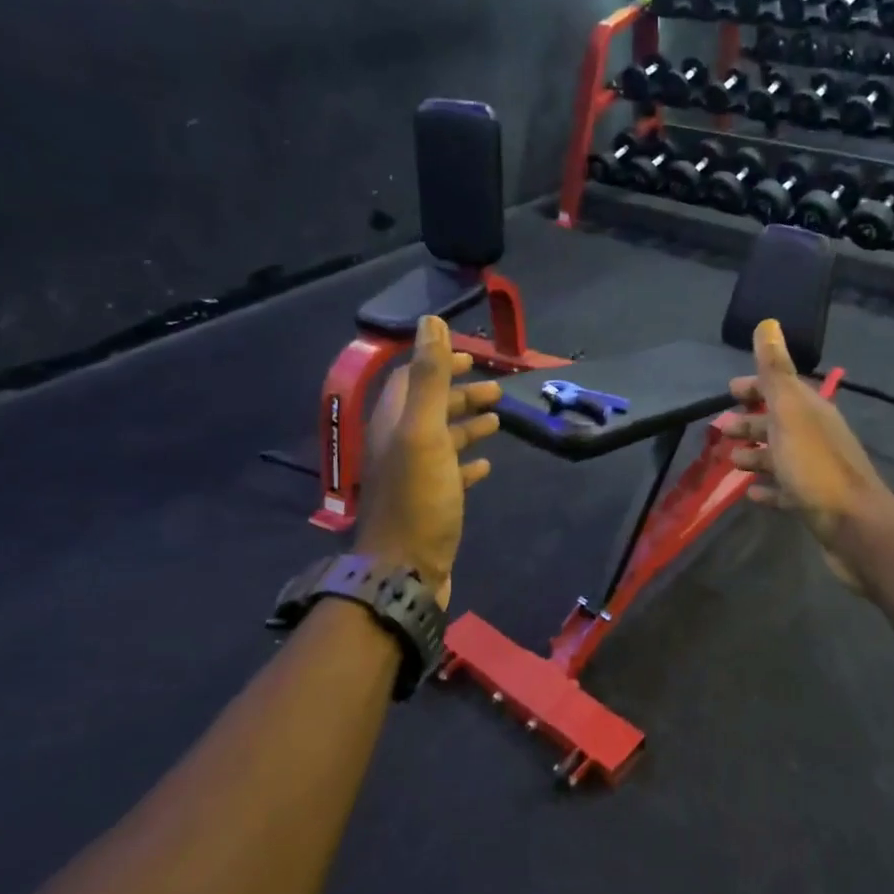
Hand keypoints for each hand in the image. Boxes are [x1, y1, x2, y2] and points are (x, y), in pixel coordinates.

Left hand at [355, 316, 501, 607]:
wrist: (404, 572)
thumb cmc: (418, 499)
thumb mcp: (424, 432)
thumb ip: (429, 377)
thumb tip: (429, 321)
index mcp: (394, 423)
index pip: (413, 378)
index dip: (440, 363)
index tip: (473, 356)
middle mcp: (400, 445)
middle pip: (430, 407)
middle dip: (460, 393)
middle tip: (495, 389)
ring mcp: (414, 476)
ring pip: (442, 439)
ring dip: (467, 424)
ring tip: (498, 419)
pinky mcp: (429, 503)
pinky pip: (450, 472)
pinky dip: (467, 461)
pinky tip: (486, 463)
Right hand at [723, 319, 892, 589]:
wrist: (854, 526)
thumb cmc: (814, 465)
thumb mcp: (789, 412)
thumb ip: (775, 371)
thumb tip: (768, 323)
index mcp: (810, 411)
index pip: (780, 388)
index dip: (755, 387)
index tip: (729, 390)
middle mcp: (815, 435)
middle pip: (778, 422)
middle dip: (750, 421)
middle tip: (721, 428)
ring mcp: (815, 470)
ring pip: (780, 455)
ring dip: (755, 454)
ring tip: (730, 461)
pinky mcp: (813, 502)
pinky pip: (785, 489)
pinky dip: (767, 488)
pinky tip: (751, 493)